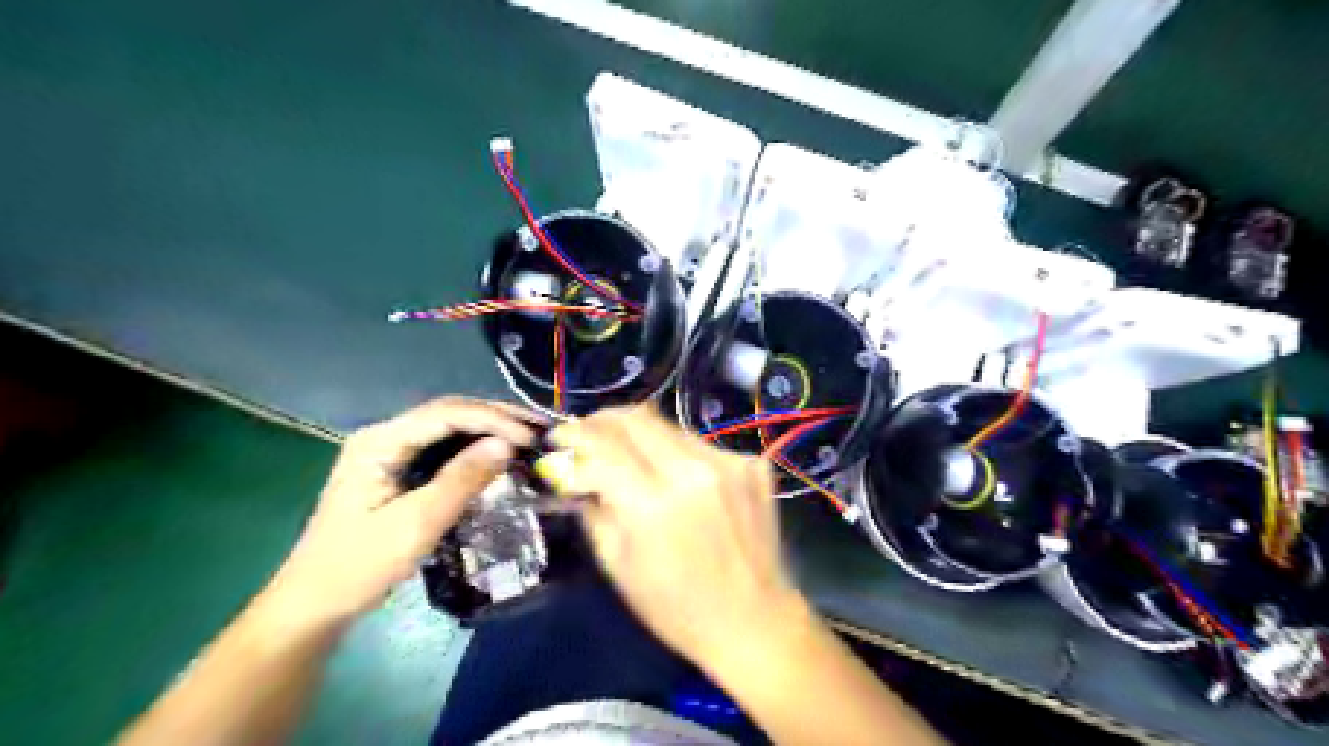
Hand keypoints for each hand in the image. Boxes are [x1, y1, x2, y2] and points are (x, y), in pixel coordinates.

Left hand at [265, 397, 542, 623]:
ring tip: (526, 437)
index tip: (529, 437)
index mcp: (380, 441)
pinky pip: (443, 448)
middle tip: (537, 429)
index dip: (493, 419)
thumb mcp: (416, 524)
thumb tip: (506, 444)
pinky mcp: (397, 470)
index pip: (446, 414)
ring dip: (488, 430)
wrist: (314, 604)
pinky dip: (474, 449)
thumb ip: (461, 480)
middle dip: (495, 418)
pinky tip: (497, 455)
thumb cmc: (360, 565)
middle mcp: (384, 436)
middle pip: (448, 413)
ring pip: (448, 428)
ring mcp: (389, 452)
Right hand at [549, 408, 810, 669]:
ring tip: (630, 459)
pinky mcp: (752, 465)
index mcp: (653, 505)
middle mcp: (693, 472)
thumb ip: (593, 510)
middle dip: (602, 420)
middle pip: (636, 418)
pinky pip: (702, 445)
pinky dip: (679, 455)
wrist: (753, 620)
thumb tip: (573, 472)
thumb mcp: (618, 566)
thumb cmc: (677, 608)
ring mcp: (729, 464)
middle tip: (586, 433)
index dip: (572, 437)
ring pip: (670, 427)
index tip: (557, 439)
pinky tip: (678, 480)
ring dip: (641, 437)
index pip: (602, 446)